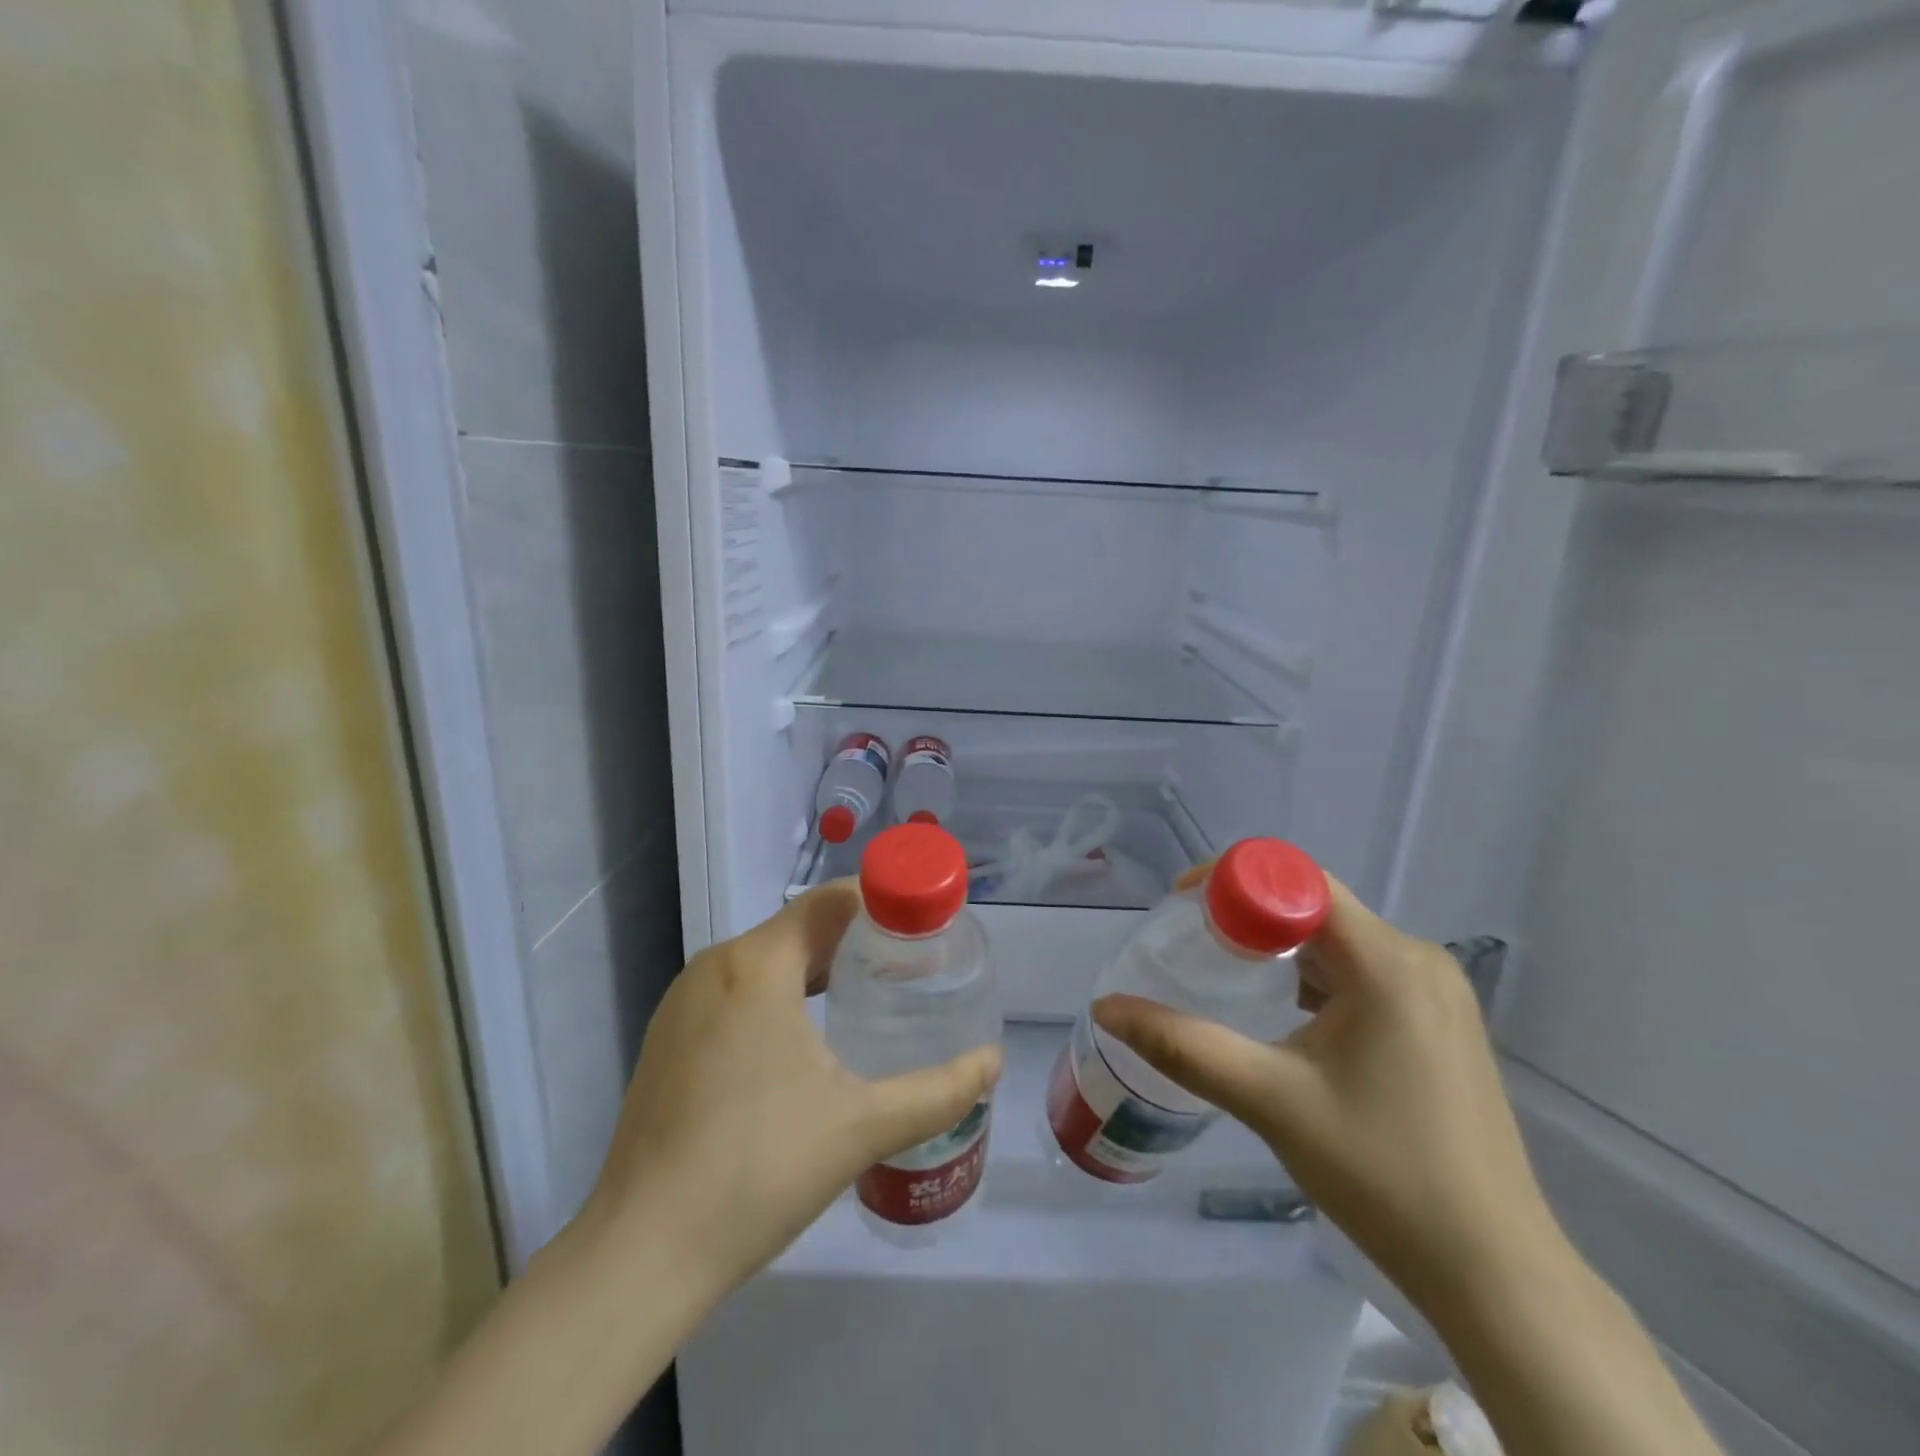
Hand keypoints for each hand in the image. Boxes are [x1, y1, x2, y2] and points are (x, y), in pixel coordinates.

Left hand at [575, 882, 1002, 1298]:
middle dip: (855, 938)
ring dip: (816, 966)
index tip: (922, 923)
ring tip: (866, 994)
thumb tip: (993, 1062)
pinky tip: (804, 1039)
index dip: (879, 900)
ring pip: (764, 959)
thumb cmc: (758, 1170)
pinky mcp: (667, 1038)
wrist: (641, 1252)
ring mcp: (682, 1003)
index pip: (828, 901)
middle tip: (907, 963)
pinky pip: (735, 990)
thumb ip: (938, 1091)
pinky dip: (778, 993)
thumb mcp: (862, 1127)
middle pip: (798, 928)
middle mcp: (714, 966)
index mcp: (757, 965)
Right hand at [1093, 869, 1558, 1315]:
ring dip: (1277, 946)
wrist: (1495, 1273)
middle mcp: (1417, 959)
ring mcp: (1436, 992)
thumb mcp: (1270, 1100)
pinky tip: (1284, 1015)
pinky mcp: (1438, 1022)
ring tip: (1224, 975)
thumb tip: (1105, 1006)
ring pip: (1336, 938)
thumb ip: (1181, 1045)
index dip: (1229, 879)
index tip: (1179, 907)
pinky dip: (1311, 975)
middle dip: (1245, 914)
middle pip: (1313, 904)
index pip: (1296, 879)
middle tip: (1190, 944)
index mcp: (1387, 962)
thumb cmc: (1381, 1176)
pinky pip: (1360, 970)